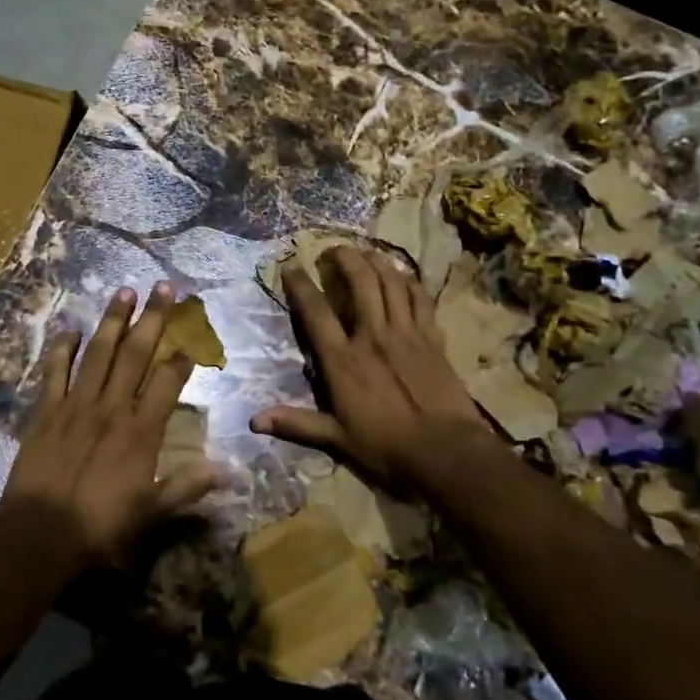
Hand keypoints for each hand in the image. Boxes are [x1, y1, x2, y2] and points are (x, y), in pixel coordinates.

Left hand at [0, 281, 223, 570]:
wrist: (38, 537)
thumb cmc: (100, 527)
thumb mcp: (152, 512)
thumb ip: (188, 486)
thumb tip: (230, 472)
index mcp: (141, 430)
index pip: (167, 382)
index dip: (182, 357)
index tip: (191, 338)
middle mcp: (111, 408)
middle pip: (135, 354)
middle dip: (152, 319)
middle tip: (163, 288)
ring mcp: (76, 405)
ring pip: (98, 353)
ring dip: (113, 321)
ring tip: (124, 292)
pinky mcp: (45, 412)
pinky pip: (54, 372)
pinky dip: (62, 349)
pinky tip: (70, 328)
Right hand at [251, 246, 494, 491]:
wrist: (445, 450)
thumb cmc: (386, 446)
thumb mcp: (337, 439)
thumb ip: (297, 424)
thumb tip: (254, 421)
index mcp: (343, 360)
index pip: (316, 313)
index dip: (301, 285)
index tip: (291, 265)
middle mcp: (372, 336)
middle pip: (360, 282)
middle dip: (345, 258)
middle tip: (333, 249)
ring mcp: (406, 333)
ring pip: (391, 283)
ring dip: (377, 262)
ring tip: (365, 253)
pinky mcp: (432, 338)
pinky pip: (420, 299)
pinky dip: (410, 282)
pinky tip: (403, 275)